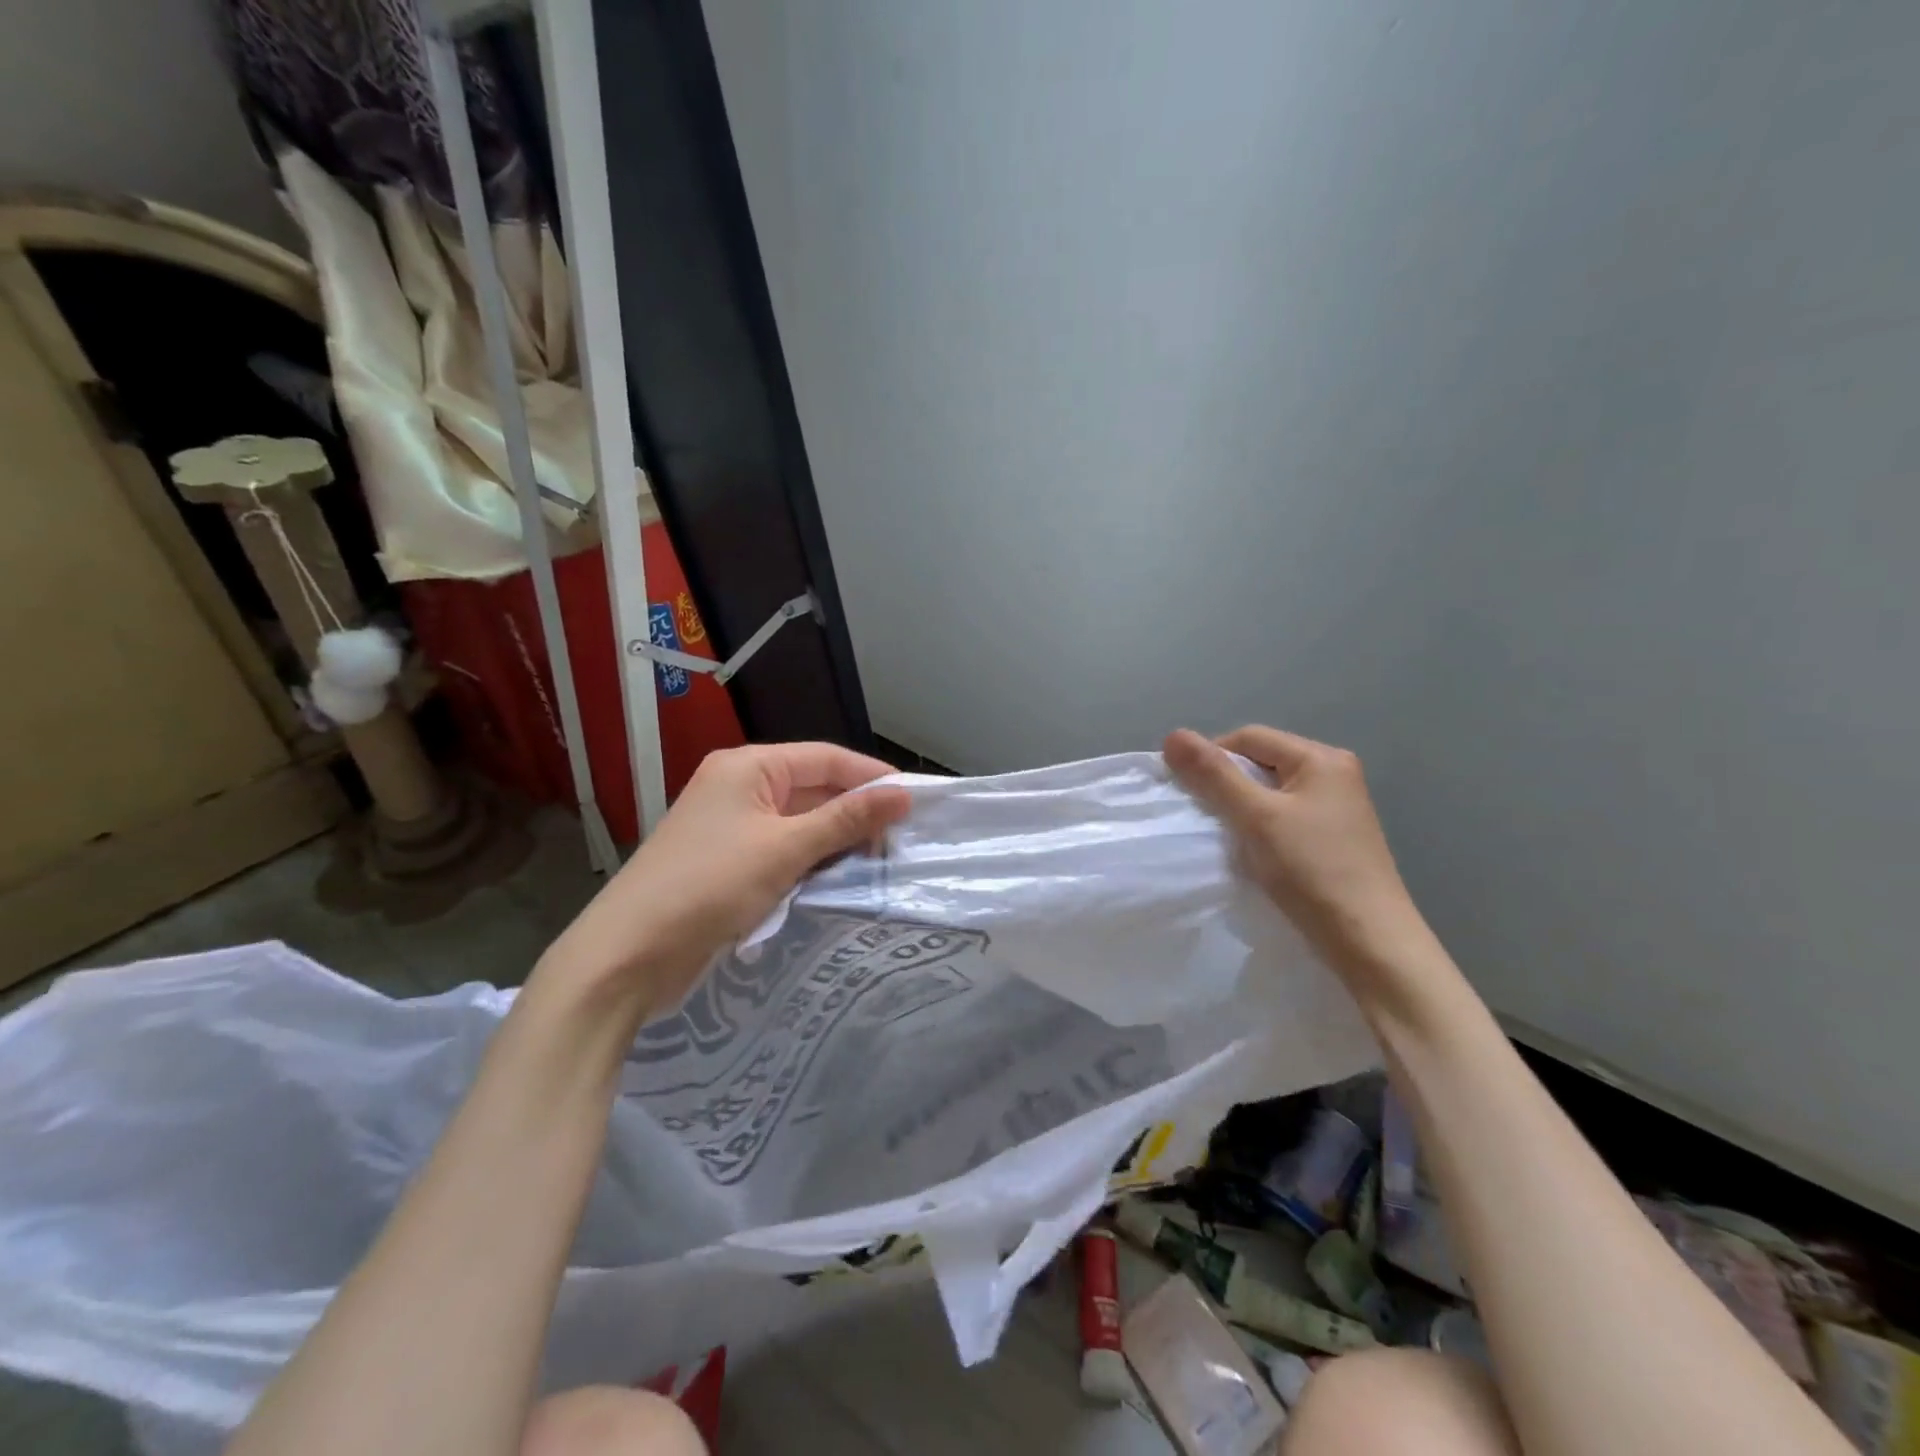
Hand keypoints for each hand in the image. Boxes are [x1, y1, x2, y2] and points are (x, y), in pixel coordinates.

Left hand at [533, 743, 911, 1020]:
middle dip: (855, 812)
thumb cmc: (709, 888)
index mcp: (748, 767)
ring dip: (836, 841)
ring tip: (879, 862)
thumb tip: (904, 794)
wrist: (626, 957)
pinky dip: (812, 862)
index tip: (914, 802)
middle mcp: (739, 787)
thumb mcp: (786, 850)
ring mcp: (731, 827)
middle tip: (900, 841)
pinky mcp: (728, 863)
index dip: (870, 776)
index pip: (825, 758)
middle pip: (813, 789)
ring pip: (800, 823)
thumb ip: (847, 819)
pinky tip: (840, 879)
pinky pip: (783, 851)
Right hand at [1163, 725, 1437, 1000]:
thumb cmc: (1312, 870)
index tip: (1188, 793)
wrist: (1370, 942)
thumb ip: (1214, 775)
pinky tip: (1255, 852)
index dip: (1212, 758)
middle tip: (1205, 816)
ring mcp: (1339, 807)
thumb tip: (1173, 735)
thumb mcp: (1256, 818)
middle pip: (1262, 762)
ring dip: (1243, 808)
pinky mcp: (1336, 838)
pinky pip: (1286, 817)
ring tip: (1228, 837)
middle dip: (1227, 784)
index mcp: (1322, 758)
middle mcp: (1335, 774)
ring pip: (1272, 792)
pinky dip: (1262, 827)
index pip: (1249, 738)